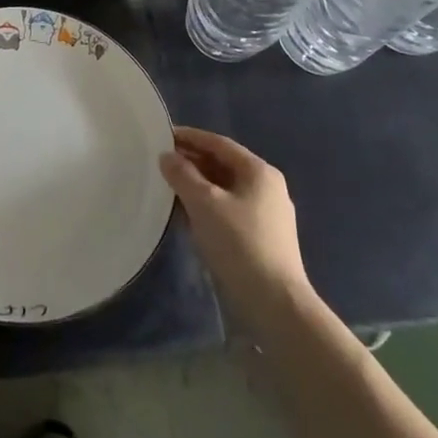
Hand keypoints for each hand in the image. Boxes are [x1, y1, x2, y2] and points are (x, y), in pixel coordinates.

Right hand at [161, 127, 313, 331]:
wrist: (275, 302)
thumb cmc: (239, 243)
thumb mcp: (204, 203)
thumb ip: (182, 175)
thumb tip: (167, 156)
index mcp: (259, 172)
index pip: (219, 143)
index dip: (190, 137)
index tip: (163, 135)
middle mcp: (267, 188)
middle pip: (224, 165)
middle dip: (192, 161)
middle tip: (161, 162)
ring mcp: (267, 214)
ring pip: (225, 189)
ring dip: (198, 185)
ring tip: (169, 186)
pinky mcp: (262, 238)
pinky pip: (229, 209)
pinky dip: (208, 206)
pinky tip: (188, 215)